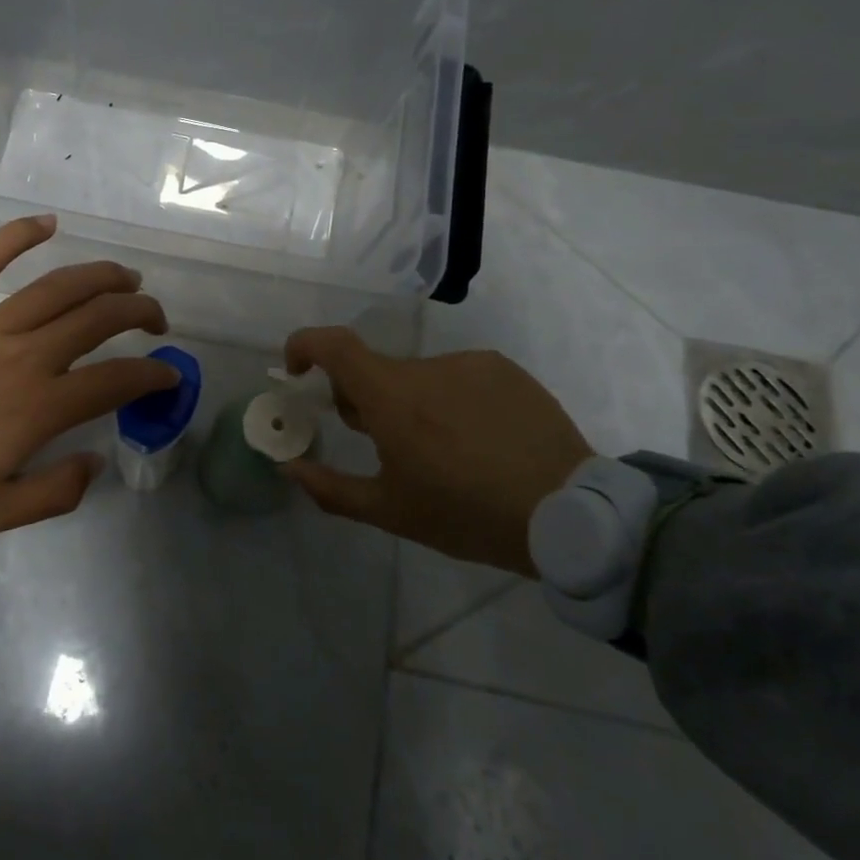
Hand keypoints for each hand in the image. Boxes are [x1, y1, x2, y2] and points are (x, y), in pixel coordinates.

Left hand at [0, 215, 179, 536]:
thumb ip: (54, 492)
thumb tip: (97, 460)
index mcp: (38, 407)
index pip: (115, 381)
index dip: (152, 374)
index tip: (168, 373)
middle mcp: (23, 355)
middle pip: (97, 320)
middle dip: (138, 314)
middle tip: (154, 319)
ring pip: (58, 285)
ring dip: (101, 276)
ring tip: (125, 277)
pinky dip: (18, 235)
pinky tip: (48, 222)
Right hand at [280, 327, 593, 575]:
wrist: (570, 514)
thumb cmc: (467, 514)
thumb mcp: (390, 512)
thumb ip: (330, 488)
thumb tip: (289, 468)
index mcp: (391, 397)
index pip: (333, 344)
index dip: (304, 346)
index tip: (299, 372)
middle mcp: (426, 367)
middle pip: (375, 370)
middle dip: (365, 400)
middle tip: (384, 445)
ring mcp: (469, 363)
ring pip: (418, 377)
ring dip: (412, 403)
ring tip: (446, 452)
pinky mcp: (504, 369)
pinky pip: (458, 377)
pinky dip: (451, 400)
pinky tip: (480, 440)